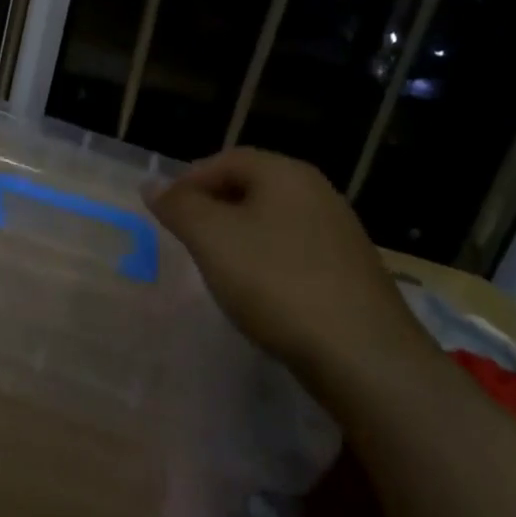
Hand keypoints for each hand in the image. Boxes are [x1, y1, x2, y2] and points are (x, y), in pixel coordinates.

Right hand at [147, 148, 433, 396]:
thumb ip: (178, 206)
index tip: (164, 213)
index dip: (189, 180)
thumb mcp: (212, 238)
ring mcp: (340, 233)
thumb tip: (152, 183)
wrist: (364, 356)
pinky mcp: (351, 272)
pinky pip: (295, 252)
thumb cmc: (277, 282)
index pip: (226, 160)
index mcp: (286, 174)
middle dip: (213, 208)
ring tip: (216, 267)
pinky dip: (268, 263)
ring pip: (273, 221)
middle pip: (251, 187)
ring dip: (239, 237)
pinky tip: (260, 293)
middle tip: (185, 238)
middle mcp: (317, 193)